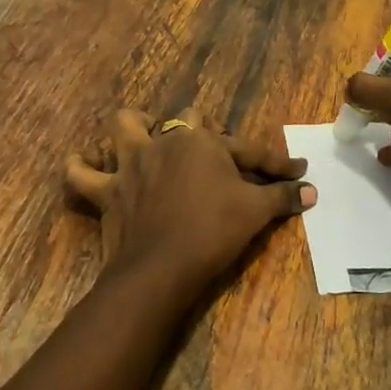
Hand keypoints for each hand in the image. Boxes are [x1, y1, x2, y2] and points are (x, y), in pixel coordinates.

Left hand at [63, 107, 315, 287]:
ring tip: (142, 136)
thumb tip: (311, 191)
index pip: (247, 150)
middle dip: (202, 132)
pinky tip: (81, 164)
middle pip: (185, 122)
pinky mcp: (108, 190)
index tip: (295, 171)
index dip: (274, 163)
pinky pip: (81, 175)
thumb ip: (282, 197)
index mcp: (203, 141)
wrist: (163, 266)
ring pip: (125, 128)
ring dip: (133, 128)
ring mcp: (132, 164)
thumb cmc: (214, 231)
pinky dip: (79, 168)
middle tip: (215, 157)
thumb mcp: (256, 213)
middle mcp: (164, 142)